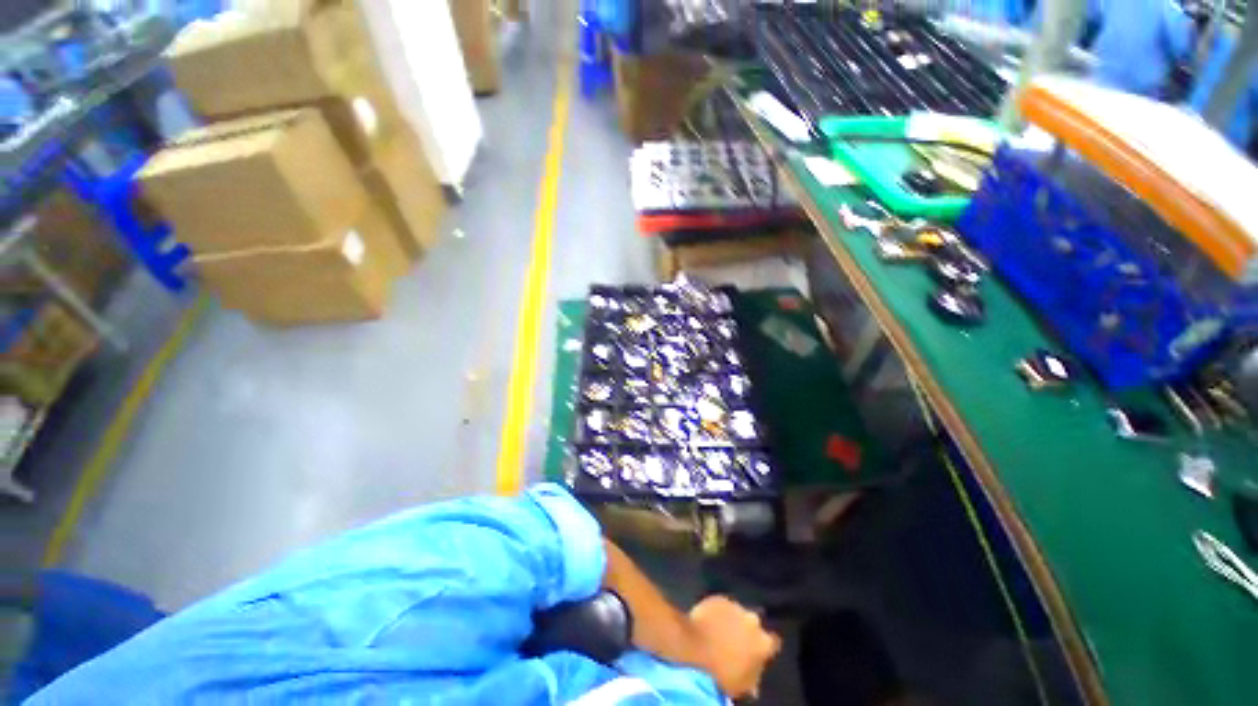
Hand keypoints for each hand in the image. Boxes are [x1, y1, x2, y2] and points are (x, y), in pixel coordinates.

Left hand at [686, 596, 780, 697]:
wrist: (694, 647)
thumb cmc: (720, 672)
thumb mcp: (742, 685)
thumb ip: (753, 679)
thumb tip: (755, 683)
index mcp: (764, 642)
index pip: (773, 642)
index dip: (765, 647)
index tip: (756, 652)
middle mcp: (753, 620)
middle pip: (754, 624)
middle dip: (747, 630)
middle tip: (735, 641)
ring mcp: (735, 606)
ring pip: (738, 613)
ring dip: (732, 620)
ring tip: (720, 631)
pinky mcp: (719, 598)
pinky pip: (722, 605)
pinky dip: (718, 612)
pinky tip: (710, 621)